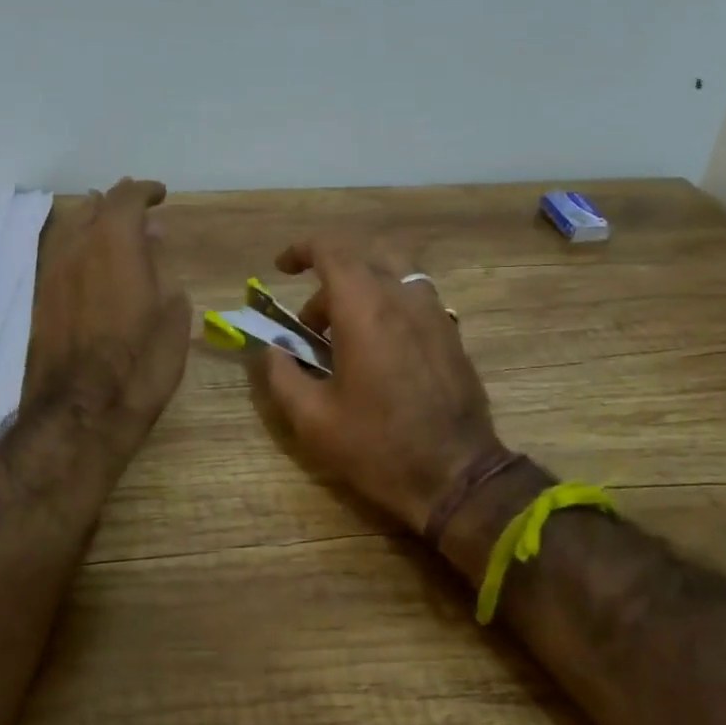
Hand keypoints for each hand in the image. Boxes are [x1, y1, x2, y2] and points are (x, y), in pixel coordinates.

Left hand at [25, 179, 191, 450]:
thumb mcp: (172, 317)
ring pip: (71, 227)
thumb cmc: (140, 365)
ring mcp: (52, 271)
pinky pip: (60, 252)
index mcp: (116, 244)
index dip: (145, 192)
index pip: (127, 198)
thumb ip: (163, 271)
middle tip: (138, 211)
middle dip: (117, 203)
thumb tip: (154, 241)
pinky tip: (92, 262)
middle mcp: (77, 246)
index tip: (160, 195)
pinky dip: (79, 245)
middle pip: (94, 206)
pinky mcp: (40, 297)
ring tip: (114, 231)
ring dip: (94, 221)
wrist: (80, 411)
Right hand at [260, 237, 502, 532]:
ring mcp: (435, 314)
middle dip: (328, 280)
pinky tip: (379, 353)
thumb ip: (281, 375)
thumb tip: (270, 350)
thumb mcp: (312, 418)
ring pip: (394, 275)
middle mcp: (403, 298)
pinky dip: (388, 307)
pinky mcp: (452, 334)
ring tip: (345, 337)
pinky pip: (415, 299)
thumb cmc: (376, 446)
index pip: (332, 251)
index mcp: (365, 309)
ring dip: (362, 292)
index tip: (281, 269)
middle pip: (363, 258)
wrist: (455, 474)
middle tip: (311, 325)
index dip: (301, 251)